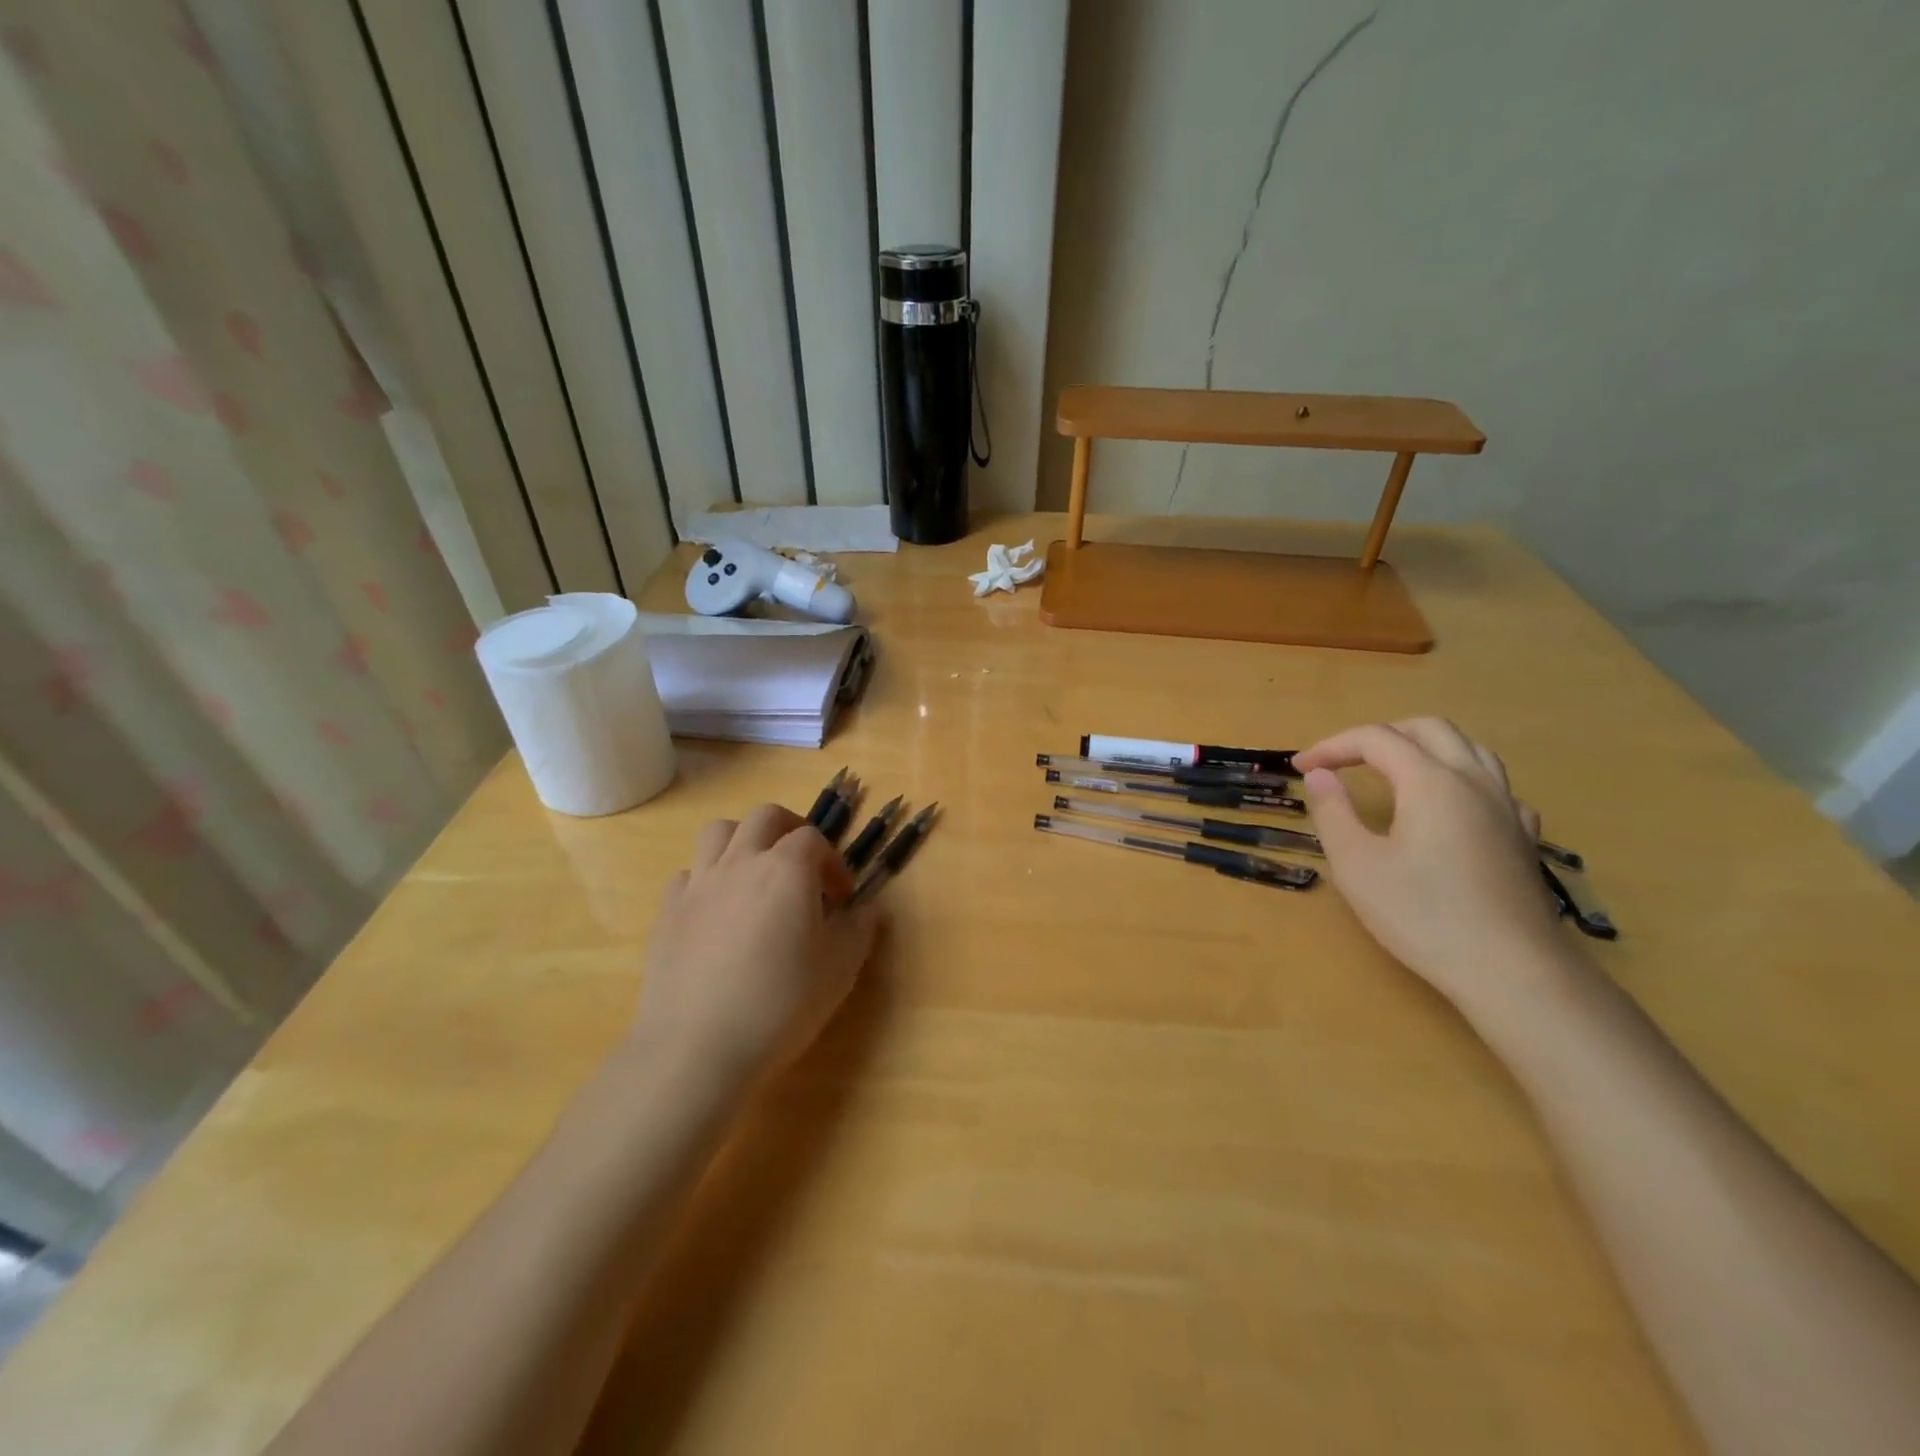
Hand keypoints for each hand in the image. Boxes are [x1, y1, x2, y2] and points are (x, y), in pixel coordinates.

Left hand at [632, 804, 879, 1090]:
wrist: (697, 1047)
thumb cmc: (781, 1003)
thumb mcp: (840, 969)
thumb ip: (860, 929)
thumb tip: (869, 907)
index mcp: (787, 869)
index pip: (813, 839)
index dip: (833, 863)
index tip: (841, 899)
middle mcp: (741, 862)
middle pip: (765, 817)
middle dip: (789, 830)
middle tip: (802, 866)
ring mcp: (699, 884)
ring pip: (718, 832)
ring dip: (742, 841)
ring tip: (755, 875)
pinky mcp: (667, 912)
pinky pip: (688, 875)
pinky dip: (707, 880)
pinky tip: (716, 913)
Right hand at [1295, 719, 1572, 1007]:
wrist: (1511, 970)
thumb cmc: (1422, 915)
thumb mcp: (1356, 864)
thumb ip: (1333, 811)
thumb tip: (1320, 775)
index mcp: (1430, 781)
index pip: (1375, 739)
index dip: (1333, 746)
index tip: (1301, 768)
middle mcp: (1473, 781)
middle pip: (1428, 729)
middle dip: (1378, 736)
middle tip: (1342, 761)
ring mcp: (1506, 807)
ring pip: (1468, 749)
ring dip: (1423, 747)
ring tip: (1393, 771)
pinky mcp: (1523, 837)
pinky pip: (1493, 785)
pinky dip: (1460, 779)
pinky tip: (1449, 806)